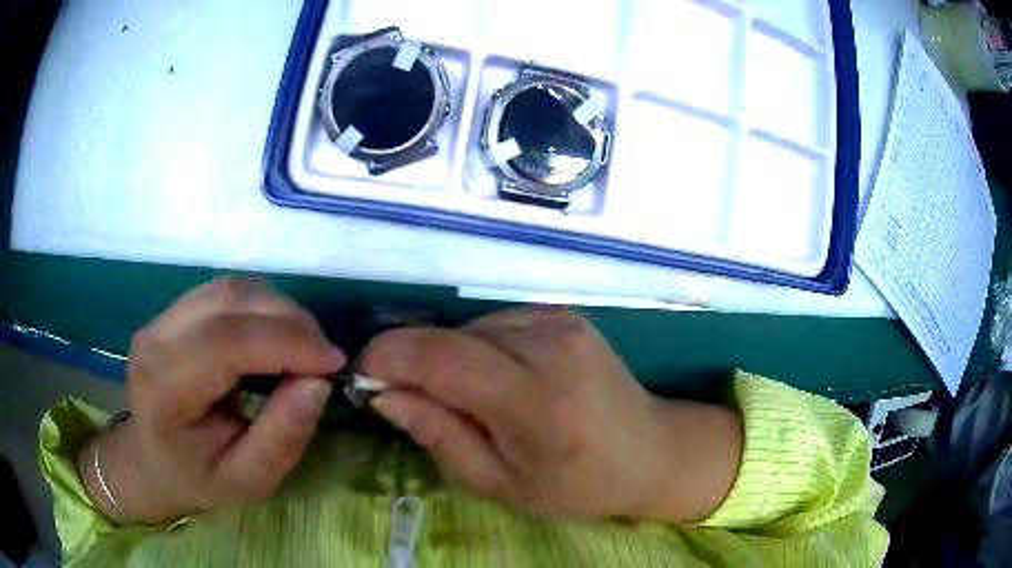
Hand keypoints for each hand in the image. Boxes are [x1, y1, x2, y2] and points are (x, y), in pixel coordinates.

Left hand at [79, 277, 346, 524]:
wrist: (152, 459)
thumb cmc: (199, 477)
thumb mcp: (249, 479)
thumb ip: (282, 438)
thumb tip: (318, 383)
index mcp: (165, 388)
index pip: (227, 342)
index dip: (286, 342)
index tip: (334, 363)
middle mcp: (156, 339)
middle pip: (230, 301)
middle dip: (290, 320)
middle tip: (325, 355)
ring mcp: (161, 318)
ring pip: (230, 288)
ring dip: (278, 308)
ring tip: (305, 345)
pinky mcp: (172, 310)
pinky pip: (225, 291)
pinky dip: (261, 305)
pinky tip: (277, 334)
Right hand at [362, 307, 742, 522]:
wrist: (652, 451)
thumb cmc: (578, 485)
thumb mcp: (500, 484)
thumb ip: (439, 434)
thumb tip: (383, 391)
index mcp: (536, 400)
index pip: (439, 357)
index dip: (387, 356)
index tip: (363, 375)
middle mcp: (550, 344)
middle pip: (449, 338)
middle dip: (416, 364)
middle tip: (417, 404)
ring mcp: (561, 320)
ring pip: (470, 328)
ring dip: (451, 359)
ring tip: (474, 401)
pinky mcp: (565, 312)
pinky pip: (497, 323)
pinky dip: (480, 349)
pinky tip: (503, 380)